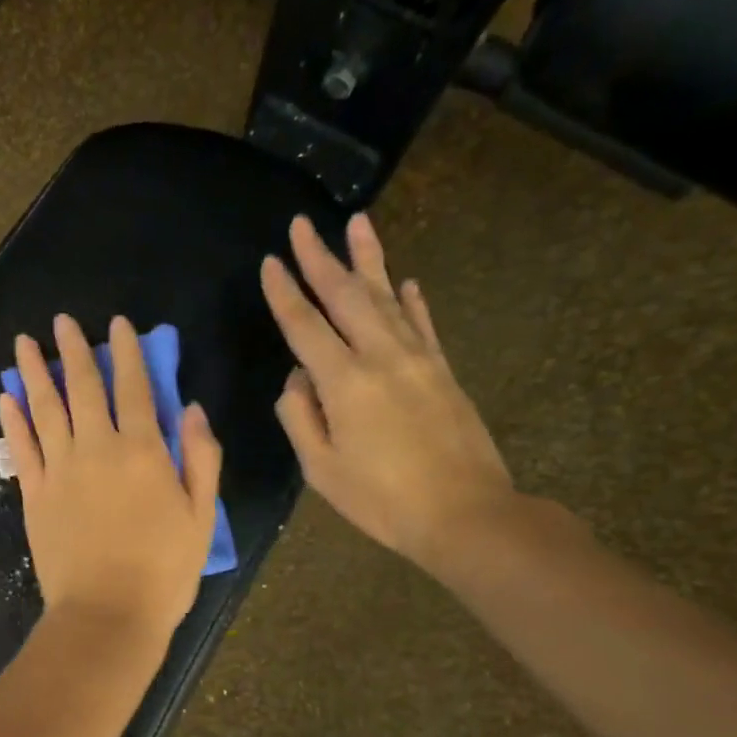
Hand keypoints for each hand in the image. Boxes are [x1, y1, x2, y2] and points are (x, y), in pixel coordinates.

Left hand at [0, 315, 223, 637]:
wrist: (107, 615)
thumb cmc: (164, 571)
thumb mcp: (201, 516)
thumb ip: (201, 458)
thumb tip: (191, 409)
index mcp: (143, 452)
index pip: (135, 388)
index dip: (127, 353)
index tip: (117, 325)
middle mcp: (98, 450)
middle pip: (84, 388)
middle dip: (74, 350)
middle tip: (62, 321)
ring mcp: (60, 471)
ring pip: (45, 410)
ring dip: (35, 374)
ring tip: (24, 343)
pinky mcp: (34, 496)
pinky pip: (21, 449)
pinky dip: (13, 421)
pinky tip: (6, 398)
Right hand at [261, 213, 515, 568]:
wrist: (465, 514)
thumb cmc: (381, 499)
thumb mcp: (321, 469)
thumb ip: (300, 417)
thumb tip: (297, 379)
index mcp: (344, 382)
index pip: (305, 326)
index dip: (284, 293)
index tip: (270, 262)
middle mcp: (381, 357)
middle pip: (346, 296)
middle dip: (320, 258)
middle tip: (303, 224)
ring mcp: (418, 359)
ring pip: (388, 297)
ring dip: (370, 259)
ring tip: (358, 222)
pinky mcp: (443, 370)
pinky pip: (422, 324)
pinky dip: (411, 300)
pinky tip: (406, 281)